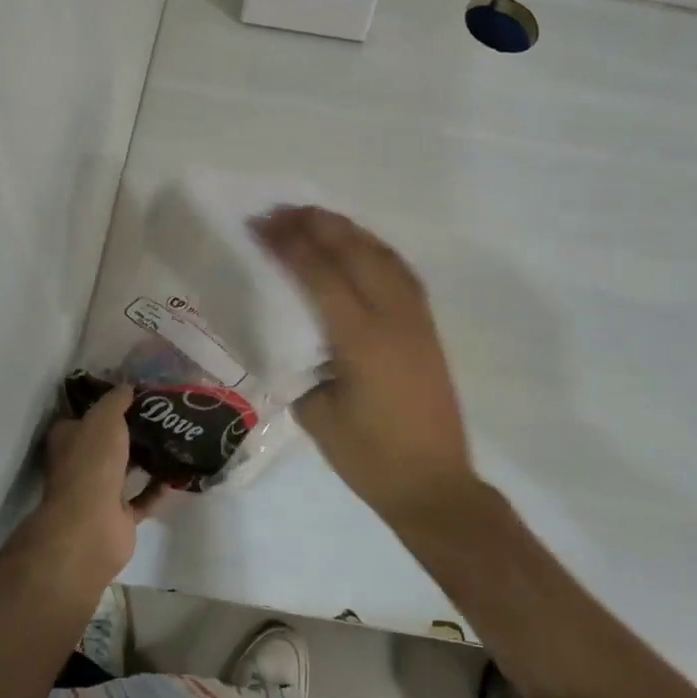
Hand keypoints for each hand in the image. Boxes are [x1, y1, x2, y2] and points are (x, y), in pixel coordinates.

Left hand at [25, 384, 169, 591]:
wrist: (91, 526)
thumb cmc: (92, 462)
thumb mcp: (105, 417)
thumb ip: (117, 399)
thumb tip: (128, 386)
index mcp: (68, 438)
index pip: (85, 415)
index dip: (106, 404)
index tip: (134, 394)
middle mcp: (80, 464)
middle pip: (107, 442)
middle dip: (131, 431)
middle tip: (162, 415)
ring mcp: (98, 493)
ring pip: (125, 470)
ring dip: (146, 459)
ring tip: (174, 440)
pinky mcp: (118, 517)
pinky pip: (142, 498)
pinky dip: (157, 488)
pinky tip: (176, 474)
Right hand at [253, 207, 475, 520]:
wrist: (435, 485)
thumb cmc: (370, 458)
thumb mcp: (316, 416)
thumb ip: (298, 366)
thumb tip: (284, 332)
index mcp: (361, 340)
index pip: (321, 275)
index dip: (289, 245)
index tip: (261, 226)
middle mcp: (393, 317)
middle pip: (354, 251)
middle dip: (316, 224)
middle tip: (281, 212)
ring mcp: (416, 319)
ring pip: (381, 254)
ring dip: (346, 229)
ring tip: (313, 218)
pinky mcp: (427, 327)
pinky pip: (399, 270)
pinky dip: (373, 248)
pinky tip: (357, 246)